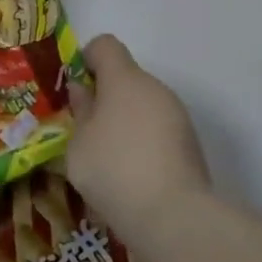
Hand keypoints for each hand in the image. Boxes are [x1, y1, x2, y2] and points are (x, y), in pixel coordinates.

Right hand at [67, 33, 210, 233]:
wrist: (173, 216)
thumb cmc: (112, 168)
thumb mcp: (78, 140)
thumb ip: (80, 110)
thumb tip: (82, 90)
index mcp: (125, 79)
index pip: (105, 46)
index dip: (85, 59)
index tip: (72, 87)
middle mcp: (155, 89)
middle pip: (125, 77)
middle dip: (103, 95)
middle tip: (83, 126)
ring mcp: (177, 116)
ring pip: (142, 104)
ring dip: (123, 118)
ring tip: (105, 153)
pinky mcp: (189, 144)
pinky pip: (156, 129)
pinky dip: (141, 140)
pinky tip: (128, 170)